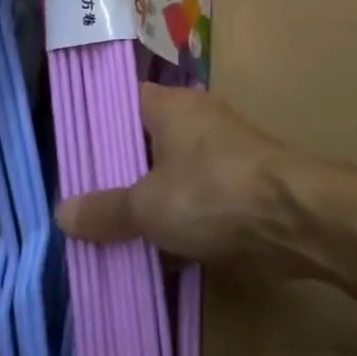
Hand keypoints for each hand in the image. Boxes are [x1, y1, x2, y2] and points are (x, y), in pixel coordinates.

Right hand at [57, 86, 316, 278]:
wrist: (295, 220)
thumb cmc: (212, 194)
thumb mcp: (147, 205)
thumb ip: (104, 210)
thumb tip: (61, 213)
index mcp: (171, 106)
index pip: (120, 102)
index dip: (94, 125)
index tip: (69, 155)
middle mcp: (197, 122)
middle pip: (144, 143)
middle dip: (116, 175)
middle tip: (81, 203)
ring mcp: (222, 155)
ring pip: (170, 177)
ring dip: (148, 205)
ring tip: (106, 233)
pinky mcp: (240, 189)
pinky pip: (196, 202)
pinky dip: (177, 224)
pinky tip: (152, 253)